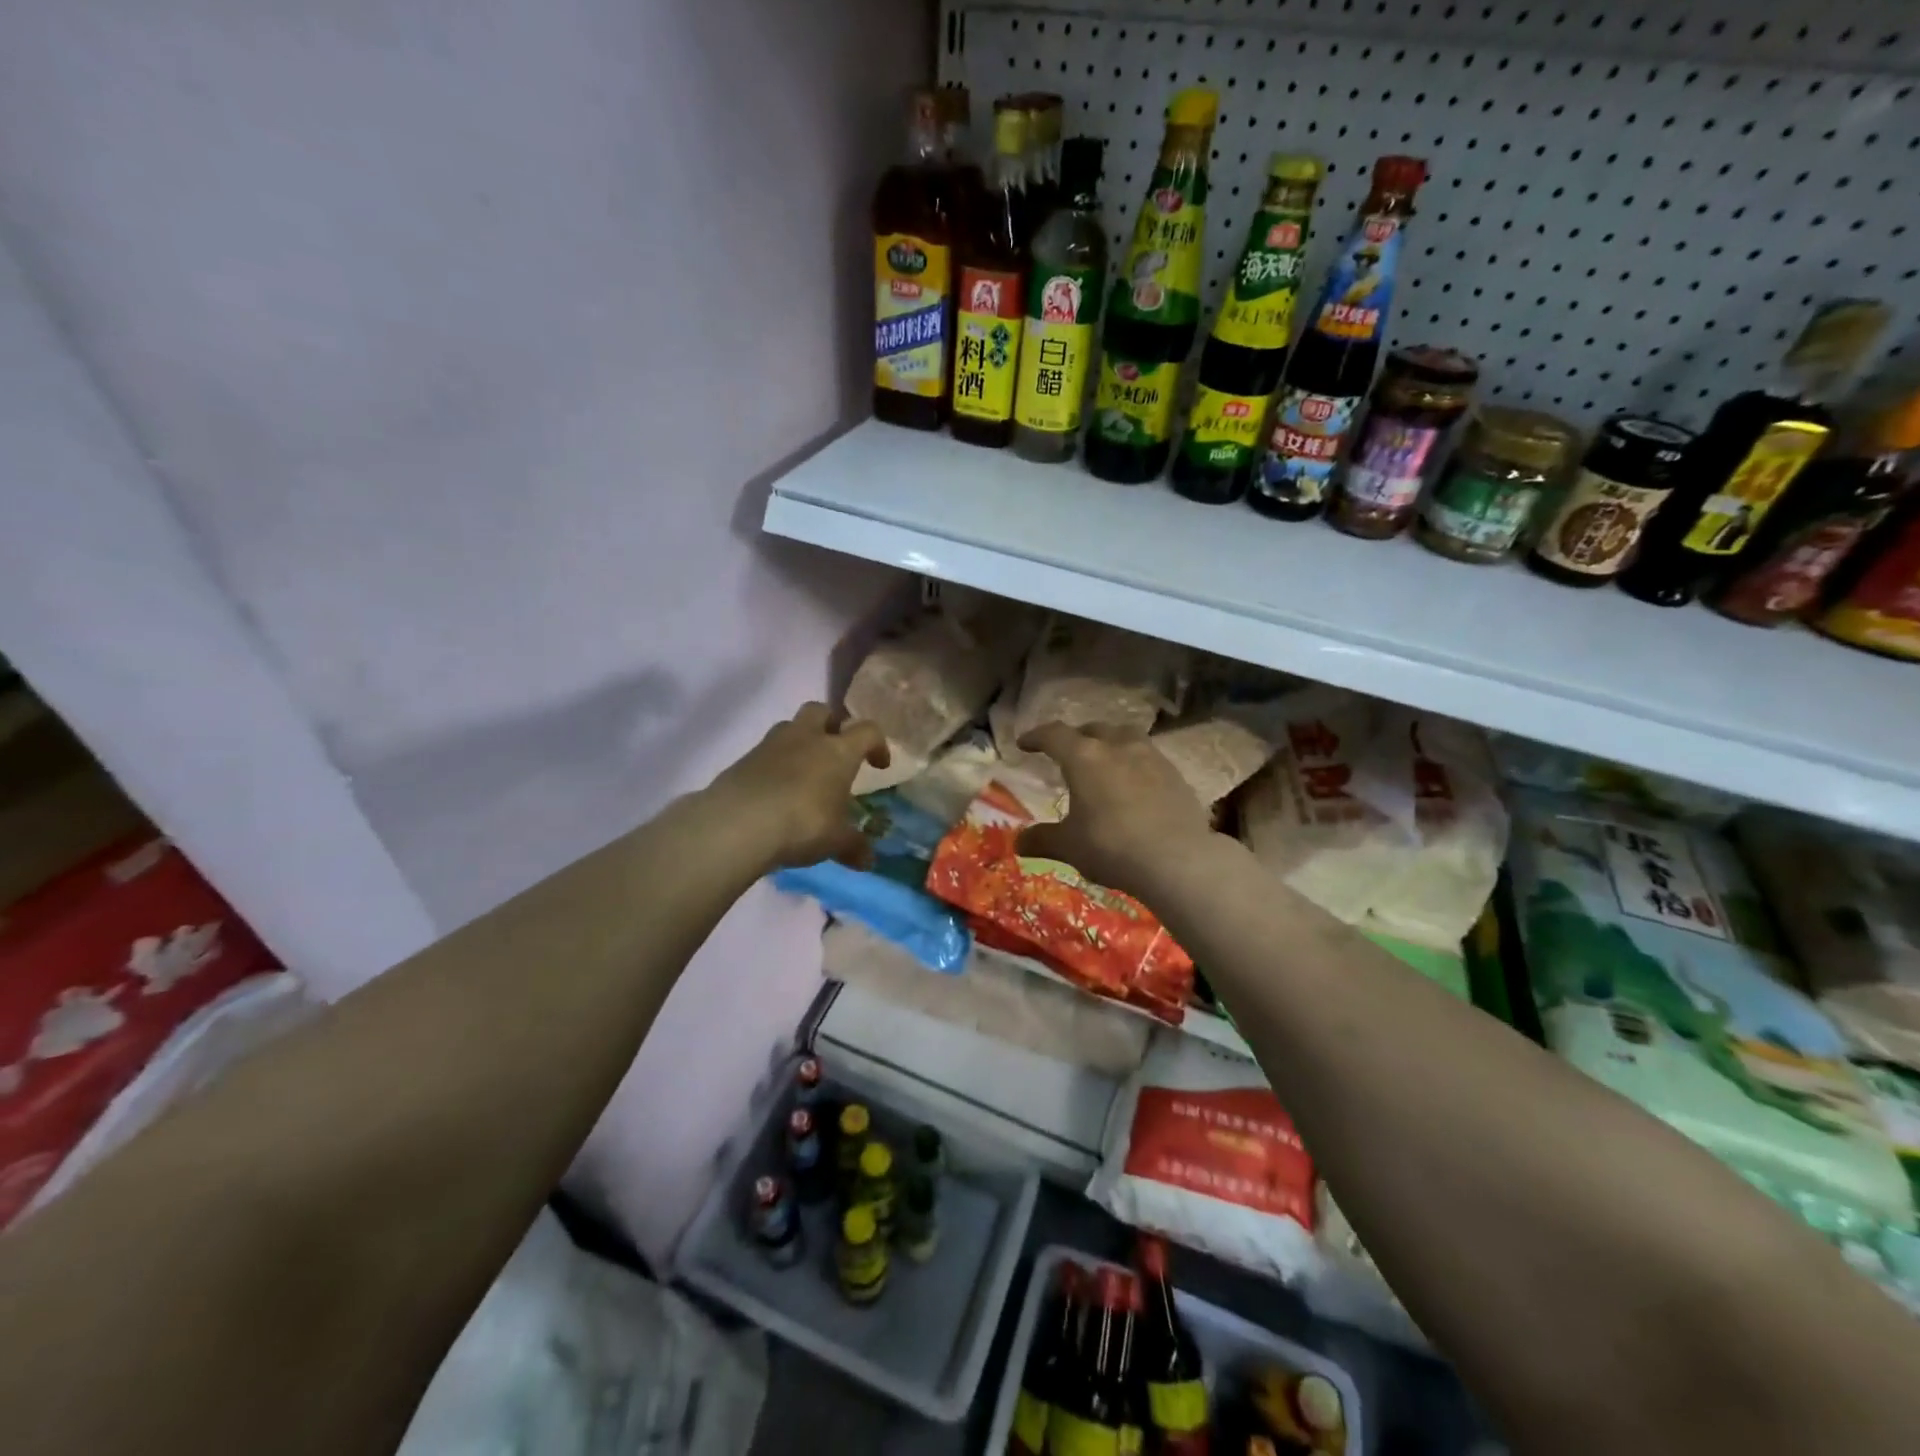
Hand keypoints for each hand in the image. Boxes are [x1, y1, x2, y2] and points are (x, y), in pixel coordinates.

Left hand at [707, 703, 888, 871]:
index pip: (867, 731)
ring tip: (803, 773)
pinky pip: (764, 753)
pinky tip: (775, 793)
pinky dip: (774, 765)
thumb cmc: (802, 824)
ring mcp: (770, 745)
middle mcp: (806, 738)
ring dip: (800, 742)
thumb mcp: (835, 841)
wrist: (738, 824)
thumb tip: (868, 861)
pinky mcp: (742, 760)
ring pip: (789, 727)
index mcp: (838, 751)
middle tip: (835, 752)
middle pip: (821, 710)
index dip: (877, 744)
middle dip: (831, 725)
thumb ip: (853, 846)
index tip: (878, 765)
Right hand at [1013, 722, 1215, 900]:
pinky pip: (1148, 756)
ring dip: (1110, 742)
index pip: (1054, 735)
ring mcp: (1150, 756)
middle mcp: (1117, 747)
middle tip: (1067, 752)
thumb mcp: (1069, 846)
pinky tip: (1134, 782)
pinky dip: (1134, 762)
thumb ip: (1043, 839)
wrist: (1178, 859)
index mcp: (1084, 757)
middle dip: (1076, 737)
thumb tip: (1019, 842)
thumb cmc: (1112, 846)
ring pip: (1125, 736)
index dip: (1036, 736)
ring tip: (1105, 758)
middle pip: (1092, 729)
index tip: (1025, 744)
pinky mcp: (1175, 773)